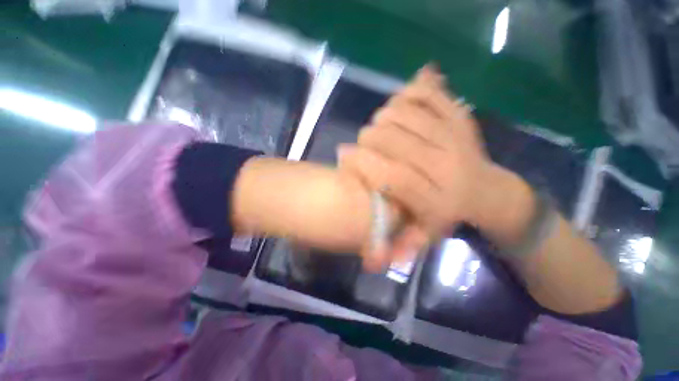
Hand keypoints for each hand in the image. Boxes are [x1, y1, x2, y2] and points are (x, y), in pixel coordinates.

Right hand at [338, 66, 494, 269]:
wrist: (488, 191)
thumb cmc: (448, 213)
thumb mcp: (425, 236)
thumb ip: (400, 248)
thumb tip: (371, 262)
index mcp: (435, 198)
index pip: (392, 175)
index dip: (361, 162)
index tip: (343, 155)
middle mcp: (446, 164)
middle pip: (393, 138)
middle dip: (368, 138)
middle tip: (365, 144)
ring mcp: (456, 135)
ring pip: (404, 113)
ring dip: (382, 117)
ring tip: (381, 129)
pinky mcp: (461, 116)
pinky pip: (428, 93)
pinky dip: (409, 93)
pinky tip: (401, 105)